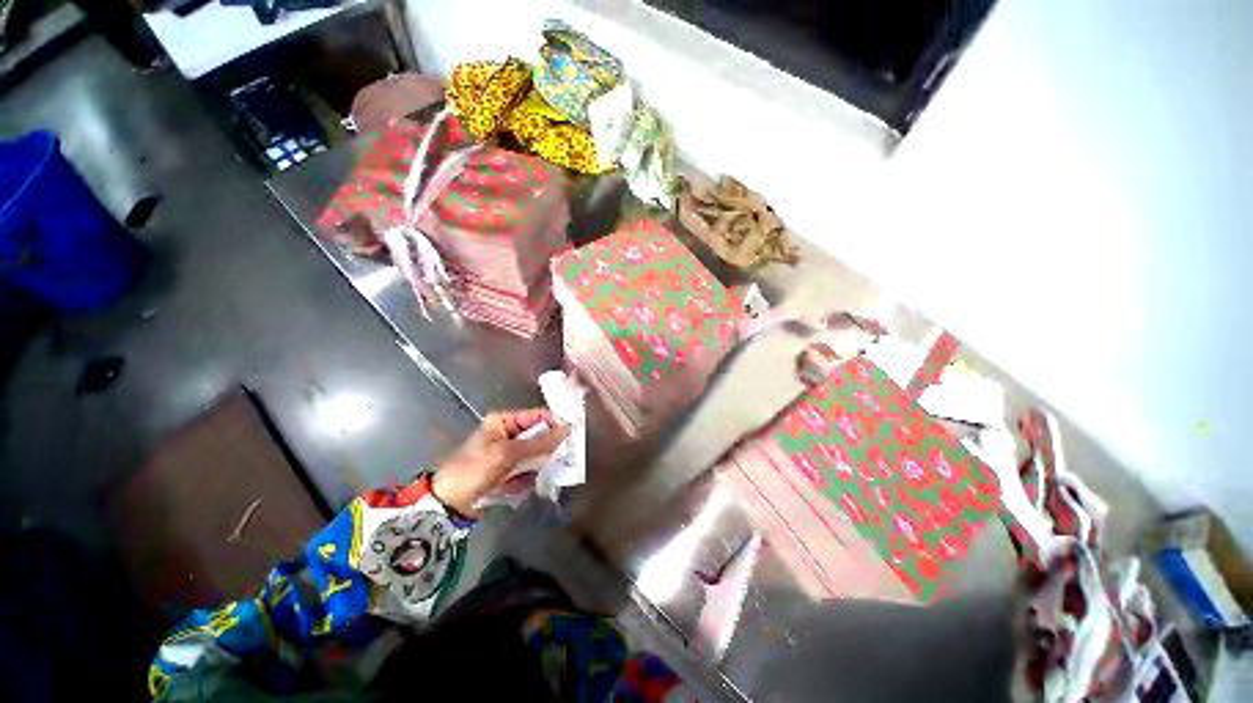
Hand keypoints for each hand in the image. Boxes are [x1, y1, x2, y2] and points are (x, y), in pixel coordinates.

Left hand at [431, 408, 568, 517]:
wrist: (447, 504)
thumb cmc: (474, 470)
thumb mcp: (507, 454)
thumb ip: (538, 443)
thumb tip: (567, 430)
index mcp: (504, 421)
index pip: (538, 415)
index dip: (555, 423)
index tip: (571, 436)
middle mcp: (509, 433)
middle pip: (540, 435)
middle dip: (548, 449)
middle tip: (559, 460)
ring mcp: (509, 453)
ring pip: (537, 454)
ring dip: (539, 466)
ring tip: (533, 476)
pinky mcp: (509, 470)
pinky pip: (530, 469)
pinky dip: (530, 477)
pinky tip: (520, 486)